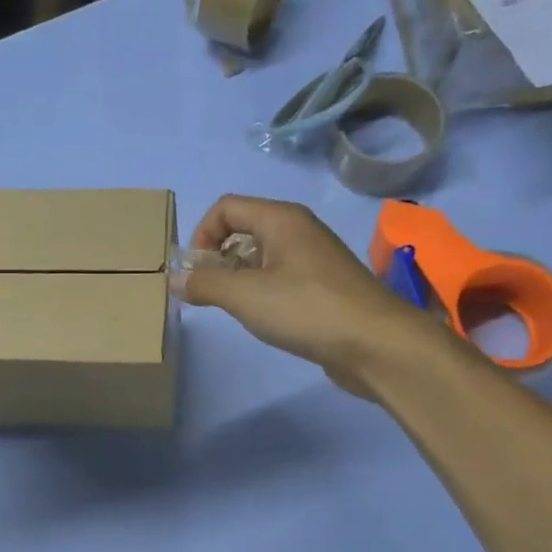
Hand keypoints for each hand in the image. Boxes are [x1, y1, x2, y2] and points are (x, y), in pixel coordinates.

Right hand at [175, 195, 433, 397]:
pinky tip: (263, 318)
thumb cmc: (306, 309)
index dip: (201, 234)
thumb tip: (175, 280)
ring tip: (232, 307)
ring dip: (239, 277)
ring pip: (263, 256)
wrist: (376, 344)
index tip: (194, 272)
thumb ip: (205, 284)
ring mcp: (315, 259)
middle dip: (218, 257)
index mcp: (281, 219)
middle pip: (244, 228)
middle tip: (208, 292)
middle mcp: (299, 230)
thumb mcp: (245, 296)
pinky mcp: (324, 287)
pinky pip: (281, 277)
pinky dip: (262, 291)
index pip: (227, 207)